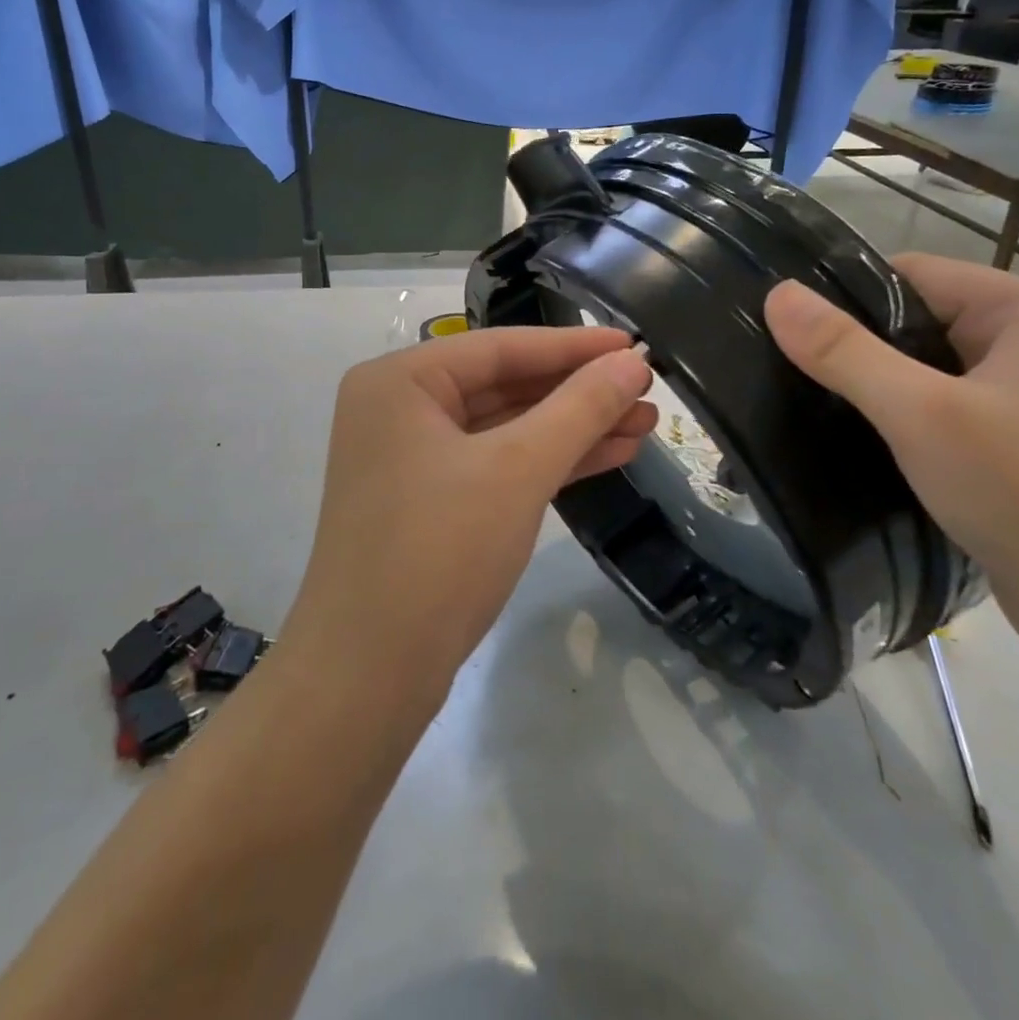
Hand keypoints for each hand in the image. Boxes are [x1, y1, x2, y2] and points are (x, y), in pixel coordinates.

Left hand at [284, 325, 655, 704]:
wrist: (370, 676)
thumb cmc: (439, 550)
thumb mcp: (518, 470)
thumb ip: (579, 408)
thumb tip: (633, 361)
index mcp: (400, 381)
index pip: (501, 347)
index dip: (574, 346)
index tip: (636, 344)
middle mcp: (398, 408)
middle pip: (504, 386)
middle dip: (578, 393)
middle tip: (648, 393)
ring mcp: (410, 458)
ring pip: (505, 429)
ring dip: (572, 429)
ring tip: (644, 425)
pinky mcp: (427, 502)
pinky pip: (495, 465)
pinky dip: (546, 462)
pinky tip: (608, 456)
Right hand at [764, 254, 1018, 637]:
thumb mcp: (920, 414)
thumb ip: (844, 351)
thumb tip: (776, 294)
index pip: (909, 273)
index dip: (844, 297)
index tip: (787, 332)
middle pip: (916, 317)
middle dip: (856, 345)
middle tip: (792, 373)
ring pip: (925, 364)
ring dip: (875, 383)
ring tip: (816, 404)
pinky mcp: (1018, 433)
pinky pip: (941, 401)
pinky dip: (901, 413)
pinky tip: (861, 436)